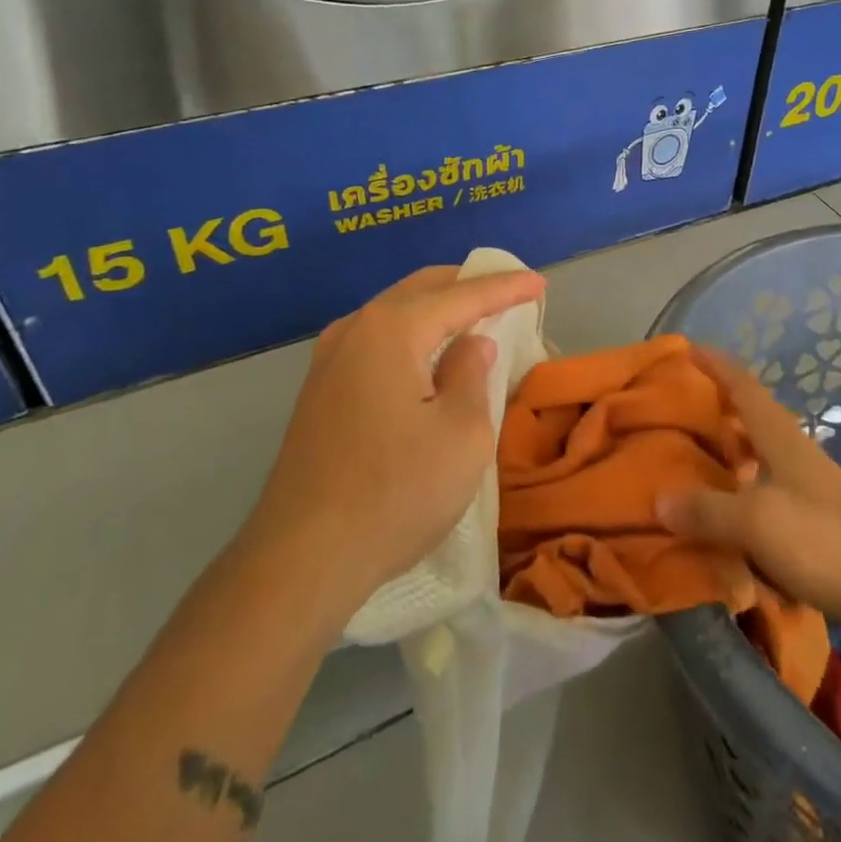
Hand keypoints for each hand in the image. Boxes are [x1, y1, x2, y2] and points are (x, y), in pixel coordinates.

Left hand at [243, 265, 545, 620]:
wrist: (301, 559)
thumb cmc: (396, 492)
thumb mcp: (462, 434)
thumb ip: (472, 375)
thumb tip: (471, 345)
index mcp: (391, 329)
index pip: (462, 296)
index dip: (505, 287)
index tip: (539, 281)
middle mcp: (355, 329)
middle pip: (422, 290)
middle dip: (467, 286)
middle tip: (508, 292)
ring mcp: (328, 359)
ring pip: (395, 313)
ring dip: (437, 310)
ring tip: (474, 319)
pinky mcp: (319, 390)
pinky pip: (376, 341)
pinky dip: (412, 335)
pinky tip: (429, 355)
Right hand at [657, 348, 840, 640]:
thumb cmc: (822, 541)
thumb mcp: (754, 523)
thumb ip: (706, 510)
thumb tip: (659, 498)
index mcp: (781, 438)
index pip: (744, 387)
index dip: (717, 365)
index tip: (690, 347)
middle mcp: (796, 451)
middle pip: (754, 416)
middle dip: (721, 404)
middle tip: (683, 404)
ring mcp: (811, 484)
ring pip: (763, 451)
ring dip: (733, 446)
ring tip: (699, 453)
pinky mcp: (819, 516)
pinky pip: (770, 486)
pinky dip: (745, 485)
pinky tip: (732, 507)